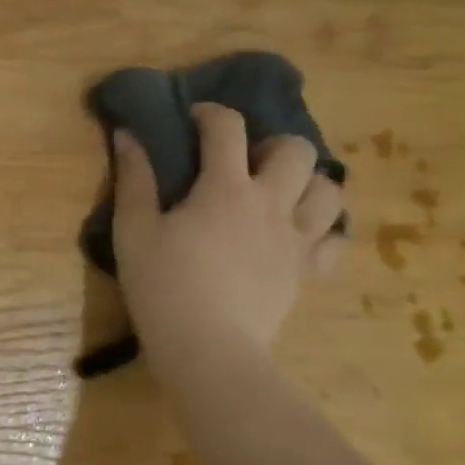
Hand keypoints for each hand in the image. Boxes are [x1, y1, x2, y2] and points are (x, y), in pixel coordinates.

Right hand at [111, 104, 343, 370]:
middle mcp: (270, 204)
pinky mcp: (307, 273)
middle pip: (297, 150)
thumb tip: (128, 133)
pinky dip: (326, 231)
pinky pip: (337, 242)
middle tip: (246, 162)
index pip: (227, 127)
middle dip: (273, 144)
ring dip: (308, 183)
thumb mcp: (134, 230)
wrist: (207, 350)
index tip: (193, 121)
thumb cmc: (163, 286)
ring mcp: (296, 240)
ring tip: (280, 194)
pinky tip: (301, 234)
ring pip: (330, 191)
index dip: (210, 113)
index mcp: (225, 188)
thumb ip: (134, 178)